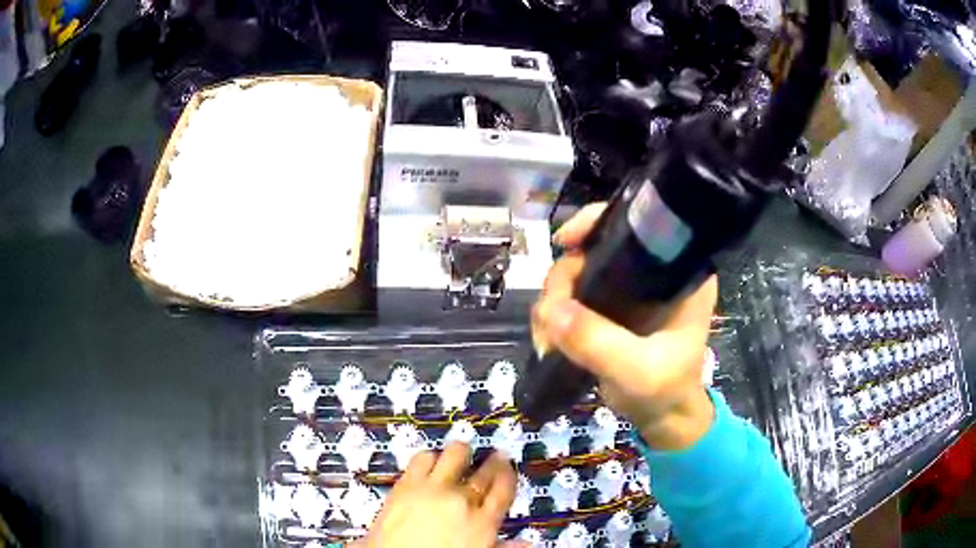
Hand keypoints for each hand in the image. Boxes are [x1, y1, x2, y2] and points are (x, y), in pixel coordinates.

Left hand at [361, 443, 516, 547]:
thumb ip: (501, 547)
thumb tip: (525, 544)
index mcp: (483, 522)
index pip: (505, 487)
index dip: (509, 473)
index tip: (507, 467)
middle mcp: (462, 500)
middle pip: (485, 470)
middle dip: (492, 461)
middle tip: (492, 457)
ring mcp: (433, 489)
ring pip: (455, 454)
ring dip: (460, 454)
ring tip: (460, 457)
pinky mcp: (406, 483)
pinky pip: (422, 457)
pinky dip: (429, 457)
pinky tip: (430, 463)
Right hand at [532, 203, 717, 450]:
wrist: (663, 419)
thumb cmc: (666, 391)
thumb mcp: (639, 371)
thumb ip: (600, 342)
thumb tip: (549, 310)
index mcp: (679, 272)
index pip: (638, 225)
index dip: (597, 224)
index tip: (565, 243)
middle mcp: (652, 271)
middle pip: (593, 249)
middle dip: (563, 281)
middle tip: (549, 319)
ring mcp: (627, 290)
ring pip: (575, 274)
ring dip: (552, 304)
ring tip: (547, 342)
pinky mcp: (608, 309)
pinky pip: (570, 298)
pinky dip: (552, 317)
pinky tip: (548, 342)